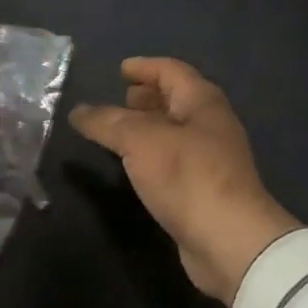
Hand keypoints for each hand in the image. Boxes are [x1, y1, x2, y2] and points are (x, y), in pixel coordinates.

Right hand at [71, 58, 299, 304]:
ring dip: (149, 126)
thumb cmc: (188, 177)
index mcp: (202, 102)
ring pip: (176, 131)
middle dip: (149, 96)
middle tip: (121, 97)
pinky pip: (175, 159)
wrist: (230, 240)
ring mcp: (212, 158)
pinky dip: (153, 154)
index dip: (145, 67)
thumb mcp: (140, 141)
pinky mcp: (206, 189)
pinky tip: (135, 165)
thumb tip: (78, 111)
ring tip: (120, 130)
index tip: (121, 69)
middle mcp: (211, 124)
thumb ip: (108, 123)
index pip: (172, 71)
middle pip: (177, 99)